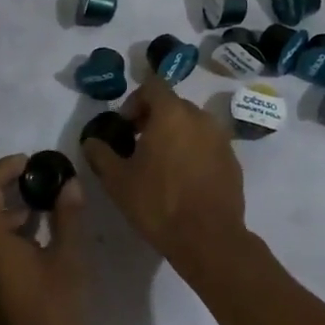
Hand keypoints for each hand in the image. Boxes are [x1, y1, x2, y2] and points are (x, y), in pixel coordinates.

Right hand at [79, 75, 248, 274]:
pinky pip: (208, 145)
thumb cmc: (158, 203)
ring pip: (192, 125)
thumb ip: (101, 154)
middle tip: (138, 146)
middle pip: (173, 105)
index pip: (152, 85)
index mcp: (172, 113)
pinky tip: (184, 181)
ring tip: (161, 165)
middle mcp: (200, 117)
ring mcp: (221, 139)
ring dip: (175, 136)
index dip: (135, 100)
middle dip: (154, 119)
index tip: (125, 126)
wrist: (209, 239)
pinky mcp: (233, 161)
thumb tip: (91, 142)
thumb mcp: (117, 180)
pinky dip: (194, 152)